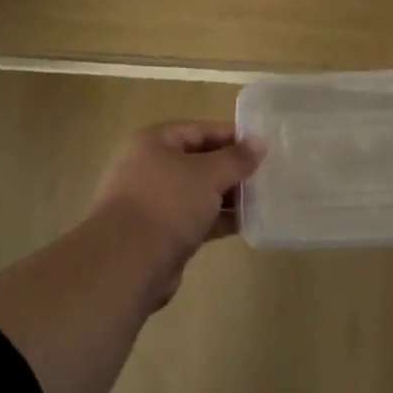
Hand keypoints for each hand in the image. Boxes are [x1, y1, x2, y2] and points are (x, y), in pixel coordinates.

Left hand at [91, 121, 263, 297]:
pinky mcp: (159, 233)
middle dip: (230, 169)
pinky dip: (217, 220)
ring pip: (197, 192)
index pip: (199, 130)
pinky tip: (245, 224)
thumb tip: (260, 143)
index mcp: (154, 143)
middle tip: (264, 175)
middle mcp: (149, 168)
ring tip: (261, 200)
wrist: (127, 262)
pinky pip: (194, 219)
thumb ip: (236, 159)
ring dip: (227, 196)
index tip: (261, 147)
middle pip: (198, 161)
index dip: (231, 136)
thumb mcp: (208, 174)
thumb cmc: (168, 203)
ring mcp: (152, 203)